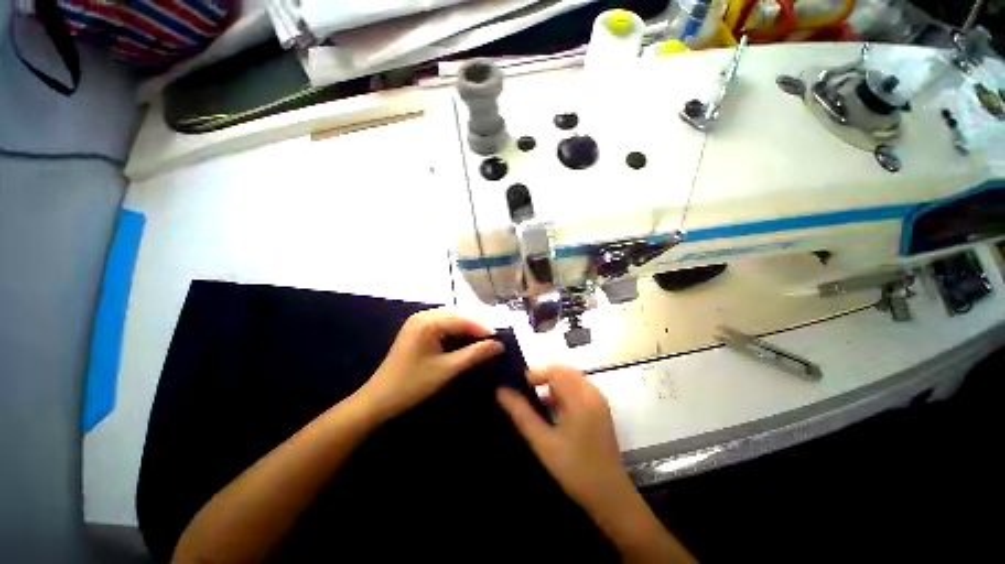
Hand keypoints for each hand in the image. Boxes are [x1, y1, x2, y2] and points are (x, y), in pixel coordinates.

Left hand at [359, 309, 503, 419]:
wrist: (379, 400)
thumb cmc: (413, 384)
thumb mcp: (447, 370)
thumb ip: (474, 355)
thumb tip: (498, 345)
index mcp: (428, 322)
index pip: (463, 320)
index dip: (483, 330)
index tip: (500, 341)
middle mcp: (423, 315)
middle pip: (458, 317)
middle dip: (476, 329)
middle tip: (493, 342)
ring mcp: (418, 322)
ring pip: (451, 321)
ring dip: (466, 331)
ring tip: (482, 344)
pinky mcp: (417, 330)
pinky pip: (442, 327)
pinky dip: (455, 334)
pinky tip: (464, 344)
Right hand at [496, 366, 632, 518]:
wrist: (611, 497)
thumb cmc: (575, 469)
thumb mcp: (543, 442)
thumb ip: (521, 414)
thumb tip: (501, 391)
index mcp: (580, 398)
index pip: (554, 371)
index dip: (535, 375)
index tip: (519, 387)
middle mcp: (592, 393)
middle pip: (564, 372)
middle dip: (544, 377)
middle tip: (526, 392)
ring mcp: (599, 402)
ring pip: (572, 379)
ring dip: (554, 385)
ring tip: (537, 401)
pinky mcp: (601, 411)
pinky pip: (580, 390)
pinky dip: (565, 392)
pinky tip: (553, 411)